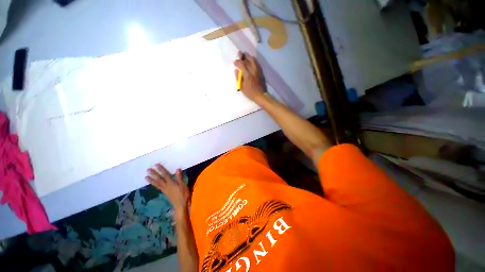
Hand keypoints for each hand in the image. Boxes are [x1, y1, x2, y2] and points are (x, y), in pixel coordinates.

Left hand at [145, 164, 189, 214]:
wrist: (180, 205)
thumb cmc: (183, 194)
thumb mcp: (183, 185)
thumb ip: (179, 177)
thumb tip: (177, 169)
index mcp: (171, 183)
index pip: (165, 175)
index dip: (161, 170)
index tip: (156, 165)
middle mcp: (166, 186)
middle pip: (159, 179)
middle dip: (154, 174)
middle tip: (148, 170)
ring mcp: (165, 190)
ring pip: (157, 184)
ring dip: (152, 180)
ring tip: (146, 177)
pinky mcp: (165, 193)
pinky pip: (158, 187)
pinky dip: (155, 185)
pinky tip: (154, 184)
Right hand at [234, 52, 266, 102]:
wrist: (260, 95)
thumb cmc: (250, 93)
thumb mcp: (242, 87)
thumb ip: (238, 78)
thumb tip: (236, 71)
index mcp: (247, 74)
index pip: (241, 64)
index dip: (237, 62)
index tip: (235, 62)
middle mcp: (252, 70)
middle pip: (248, 59)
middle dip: (243, 56)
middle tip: (240, 54)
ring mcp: (257, 70)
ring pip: (253, 60)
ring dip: (249, 56)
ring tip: (245, 55)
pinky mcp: (261, 72)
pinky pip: (257, 63)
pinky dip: (253, 60)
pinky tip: (251, 61)